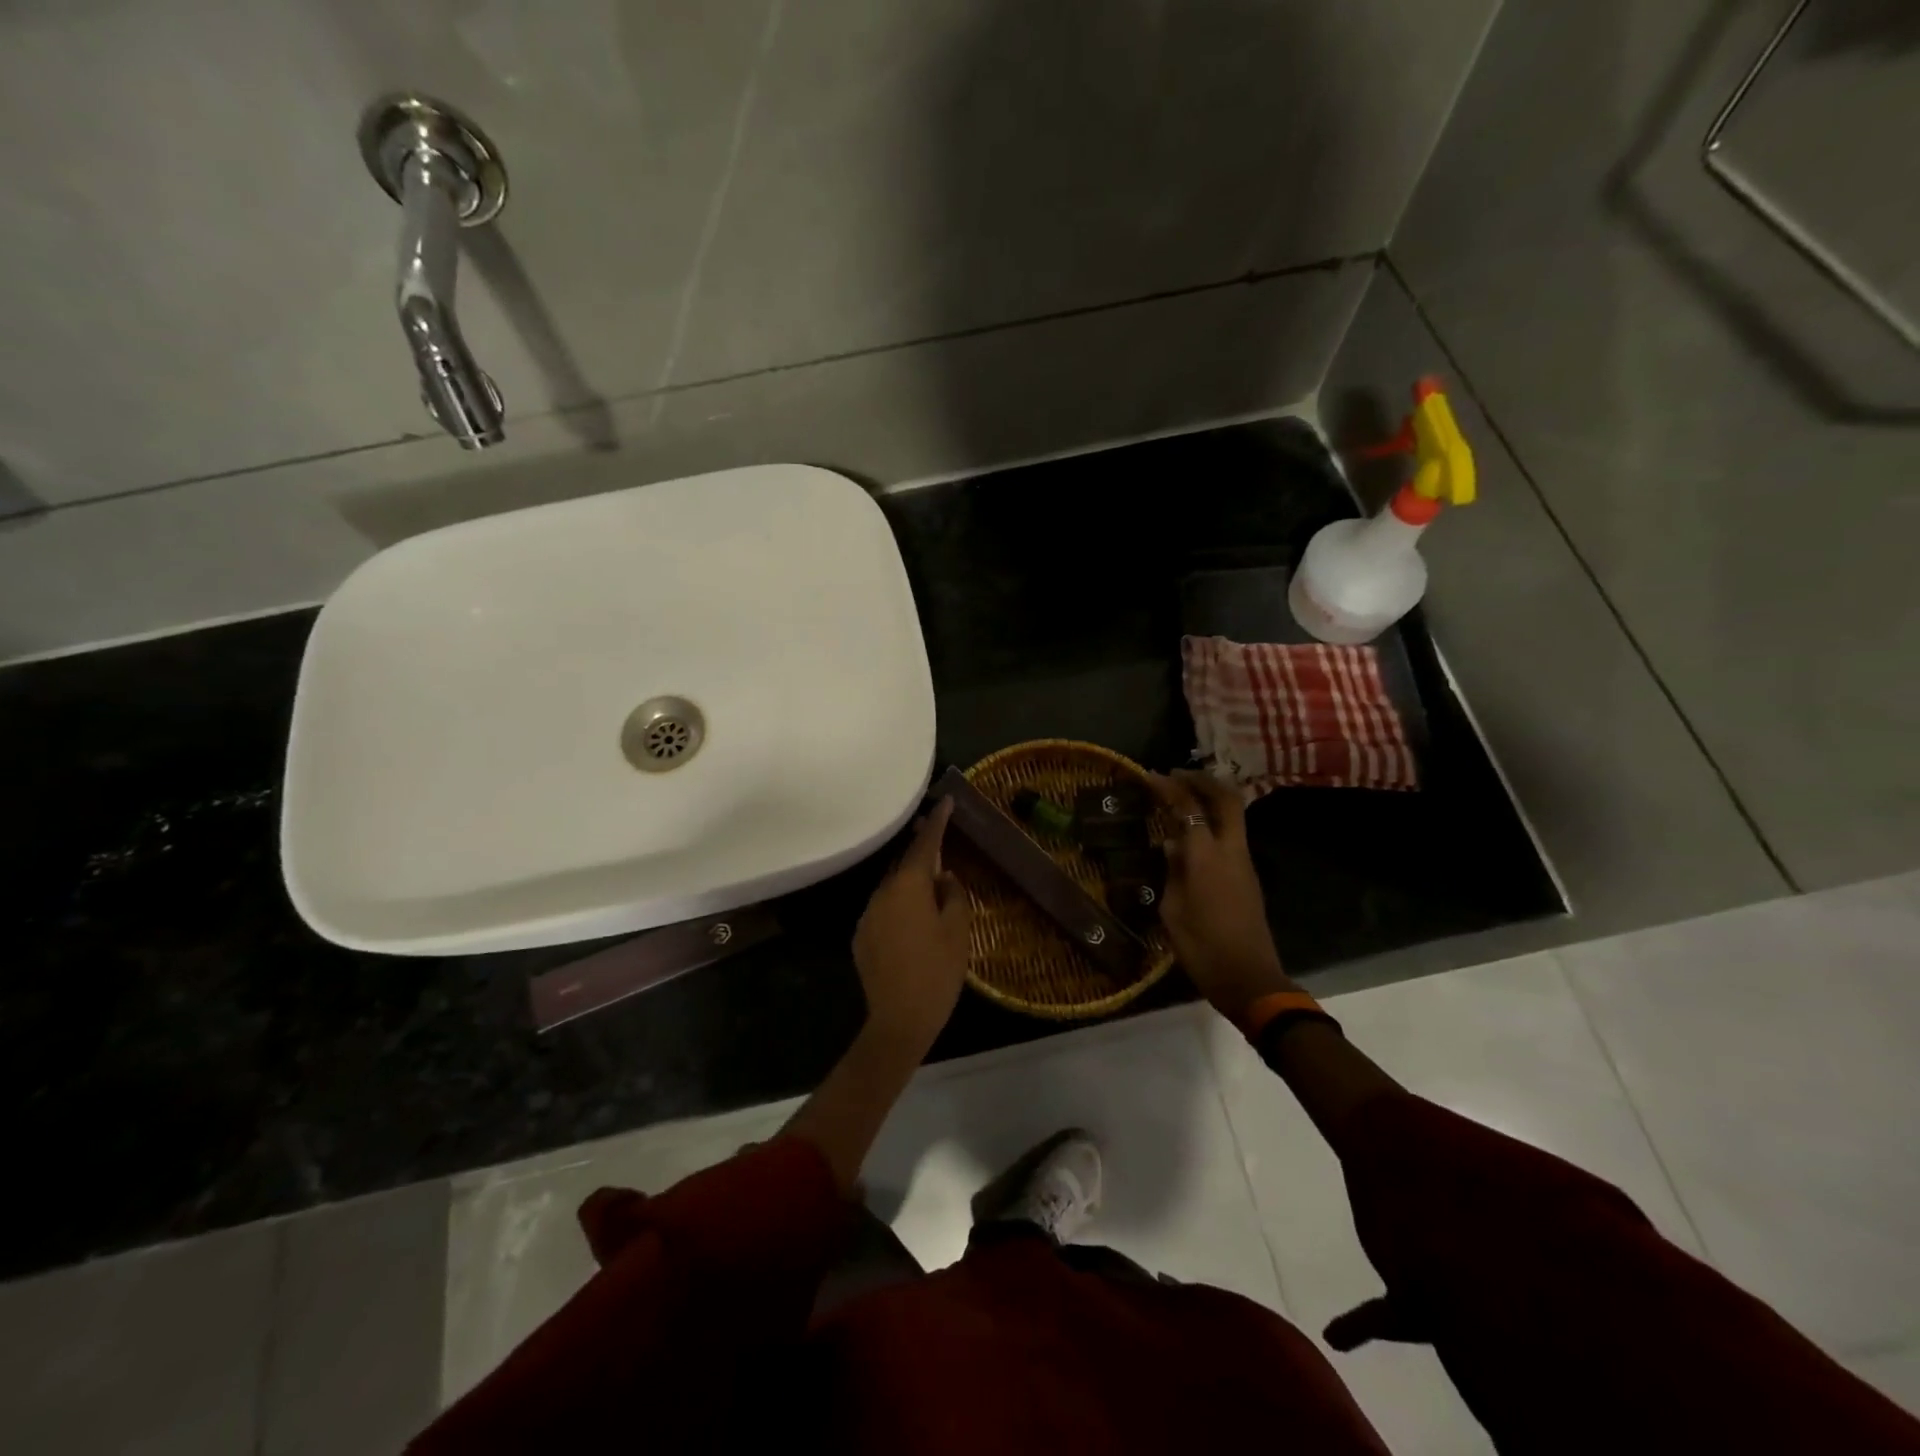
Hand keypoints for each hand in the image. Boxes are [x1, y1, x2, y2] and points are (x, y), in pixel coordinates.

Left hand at [852, 797, 972, 1055]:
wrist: (899, 1021)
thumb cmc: (937, 972)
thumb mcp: (958, 931)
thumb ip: (953, 895)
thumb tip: (944, 877)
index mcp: (908, 886)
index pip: (925, 845)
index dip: (937, 822)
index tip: (946, 801)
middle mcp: (882, 893)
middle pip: (905, 864)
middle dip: (922, 851)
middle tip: (939, 836)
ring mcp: (868, 915)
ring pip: (893, 887)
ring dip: (910, 882)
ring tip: (931, 886)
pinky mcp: (861, 937)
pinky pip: (884, 910)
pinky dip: (899, 906)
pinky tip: (913, 923)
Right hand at [1147, 770, 1293, 1023]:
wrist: (1248, 978)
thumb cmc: (1203, 947)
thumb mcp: (1173, 910)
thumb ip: (1172, 872)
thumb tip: (1172, 847)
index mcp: (1207, 857)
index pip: (1189, 808)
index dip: (1169, 787)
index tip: (1150, 776)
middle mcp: (1231, 851)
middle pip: (1226, 799)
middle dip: (1202, 780)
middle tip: (1177, 774)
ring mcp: (1243, 862)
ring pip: (1233, 815)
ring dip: (1210, 799)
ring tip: (1182, 797)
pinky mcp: (1247, 876)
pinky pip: (1231, 835)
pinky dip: (1213, 821)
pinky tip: (1190, 833)